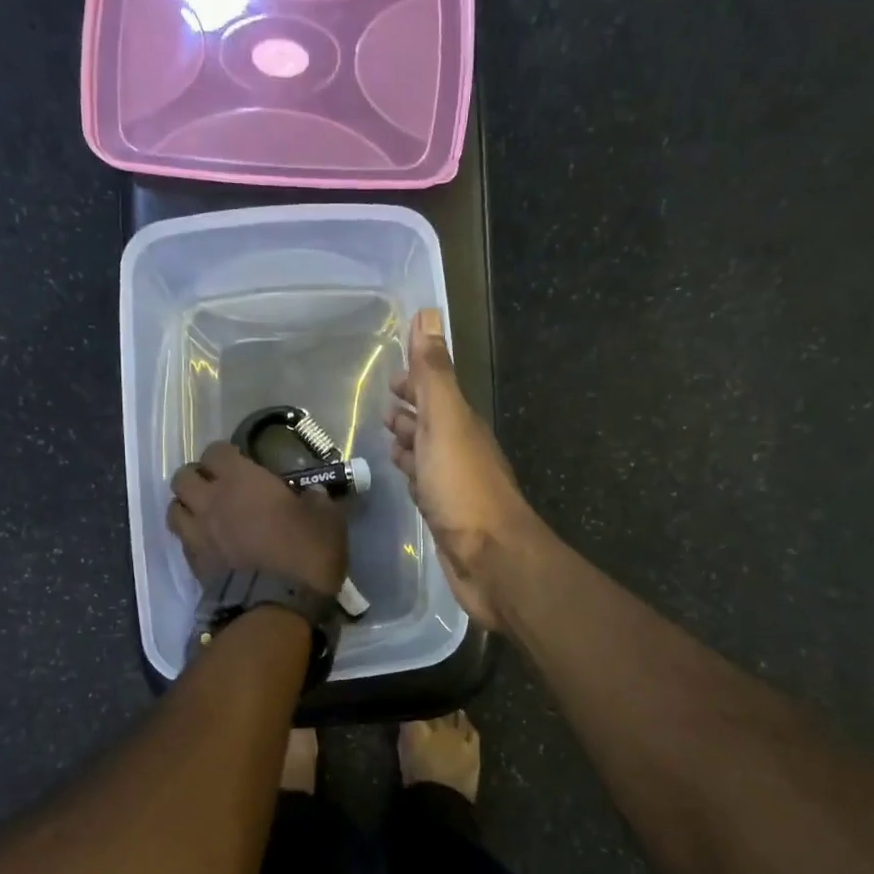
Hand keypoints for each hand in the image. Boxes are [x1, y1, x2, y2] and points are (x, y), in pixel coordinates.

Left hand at [168, 441, 347, 596]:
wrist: (276, 606)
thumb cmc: (304, 554)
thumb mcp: (327, 520)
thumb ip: (316, 500)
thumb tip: (312, 495)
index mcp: (241, 480)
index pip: (215, 451)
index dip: (226, 455)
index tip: (241, 464)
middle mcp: (211, 499)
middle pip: (183, 475)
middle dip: (198, 477)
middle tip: (218, 488)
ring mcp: (196, 531)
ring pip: (174, 506)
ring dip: (188, 506)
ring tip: (206, 514)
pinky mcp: (192, 562)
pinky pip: (182, 538)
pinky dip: (191, 536)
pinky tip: (209, 543)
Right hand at [384, 309, 543, 628]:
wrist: (490, 559)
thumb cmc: (463, 487)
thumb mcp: (445, 421)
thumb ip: (433, 374)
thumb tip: (428, 314)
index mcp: (461, 424)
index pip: (435, 391)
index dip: (415, 380)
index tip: (391, 376)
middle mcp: (461, 449)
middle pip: (432, 421)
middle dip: (410, 409)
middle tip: (384, 406)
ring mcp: (454, 484)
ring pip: (428, 453)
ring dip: (410, 441)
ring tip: (387, 436)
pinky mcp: (446, 515)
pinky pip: (425, 485)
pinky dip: (412, 474)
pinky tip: (404, 478)